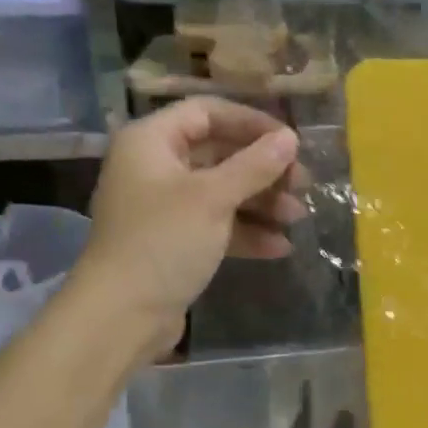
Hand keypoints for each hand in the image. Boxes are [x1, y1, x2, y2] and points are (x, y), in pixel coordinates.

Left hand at [76, 98, 307, 357]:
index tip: (290, 141)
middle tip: (303, 183)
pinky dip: (248, 232)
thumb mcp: (213, 198)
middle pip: (219, 153)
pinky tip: (280, 247)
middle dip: (264, 169)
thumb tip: (290, 138)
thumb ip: (254, 165)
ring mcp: (166, 207)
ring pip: (223, 191)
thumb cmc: (164, 241)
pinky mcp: (177, 241)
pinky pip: (218, 224)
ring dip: (262, 202)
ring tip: (298, 217)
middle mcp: (156, 167)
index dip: (251, 122)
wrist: (123, 314)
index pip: (206, 113)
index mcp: (152, 142)